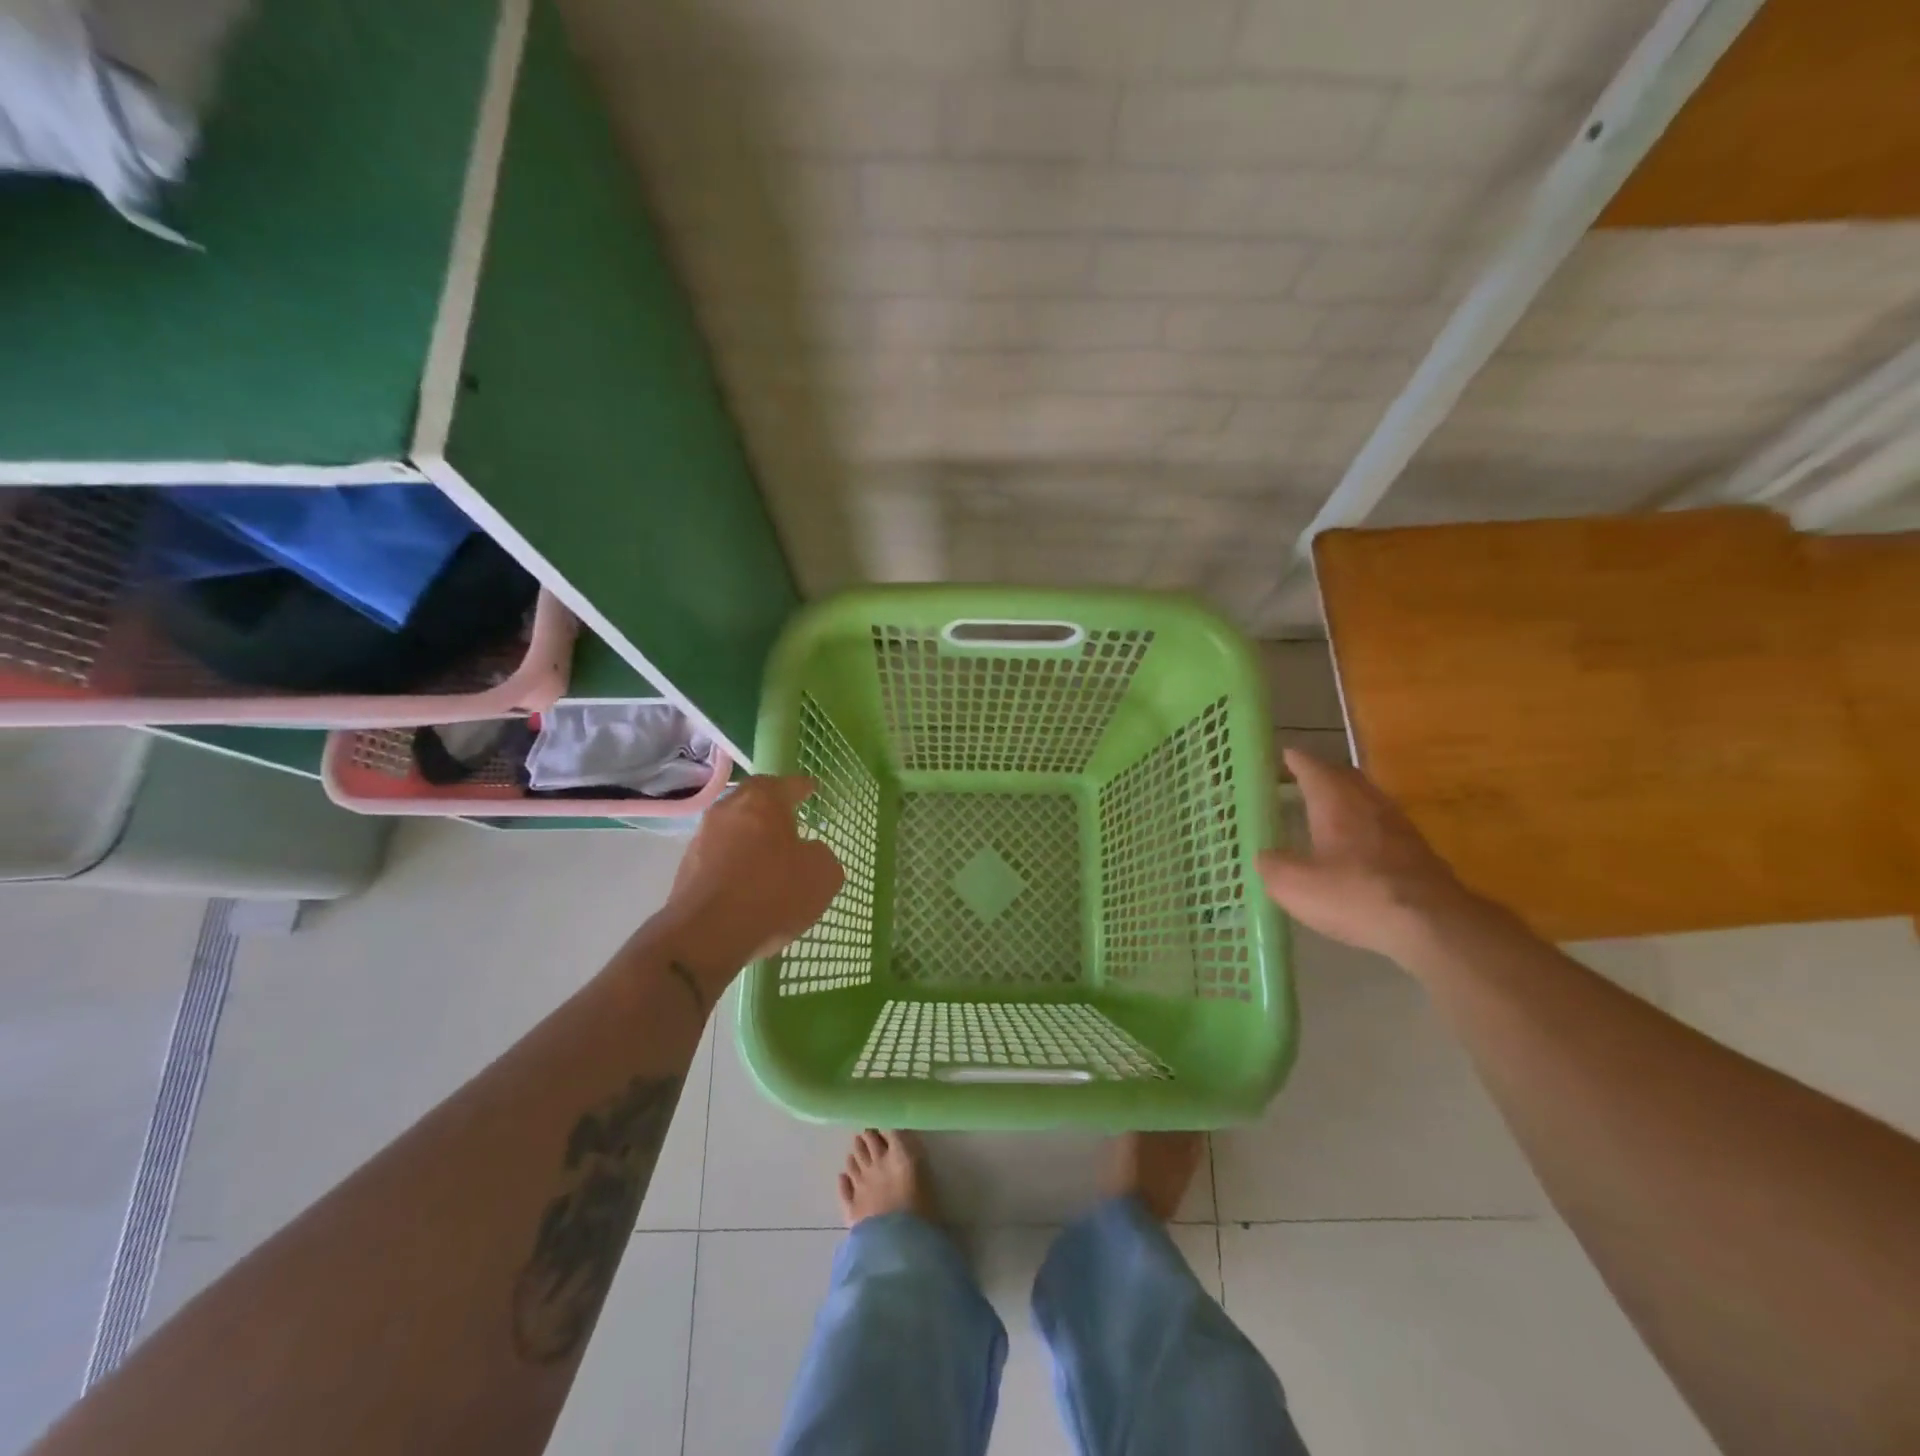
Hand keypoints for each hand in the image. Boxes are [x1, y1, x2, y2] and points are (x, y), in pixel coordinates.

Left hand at [661, 775, 844, 987]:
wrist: (707, 935)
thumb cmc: (773, 893)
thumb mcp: (822, 875)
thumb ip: (821, 855)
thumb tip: (809, 852)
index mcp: (762, 800)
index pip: (788, 784)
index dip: (803, 788)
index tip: (812, 790)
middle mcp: (728, 809)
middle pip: (754, 801)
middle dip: (772, 810)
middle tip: (790, 822)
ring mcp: (702, 838)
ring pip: (734, 829)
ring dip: (751, 838)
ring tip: (770, 859)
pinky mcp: (686, 868)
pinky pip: (720, 856)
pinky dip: (736, 863)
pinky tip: (748, 884)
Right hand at [1258, 750, 1483, 968]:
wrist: (1432, 927)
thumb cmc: (1355, 895)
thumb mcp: (1294, 885)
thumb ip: (1272, 865)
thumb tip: (1265, 856)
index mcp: (1335, 803)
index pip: (1312, 768)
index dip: (1296, 760)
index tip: (1283, 754)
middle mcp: (1369, 805)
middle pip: (1346, 777)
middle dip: (1323, 774)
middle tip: (1303, 779)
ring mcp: (1399, 827)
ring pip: (1368, 800)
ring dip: (1348, 799)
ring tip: (1328, 810)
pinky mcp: (1419, 853)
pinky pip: (1384, 826)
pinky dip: (1366, 826)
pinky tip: (1358, 848)